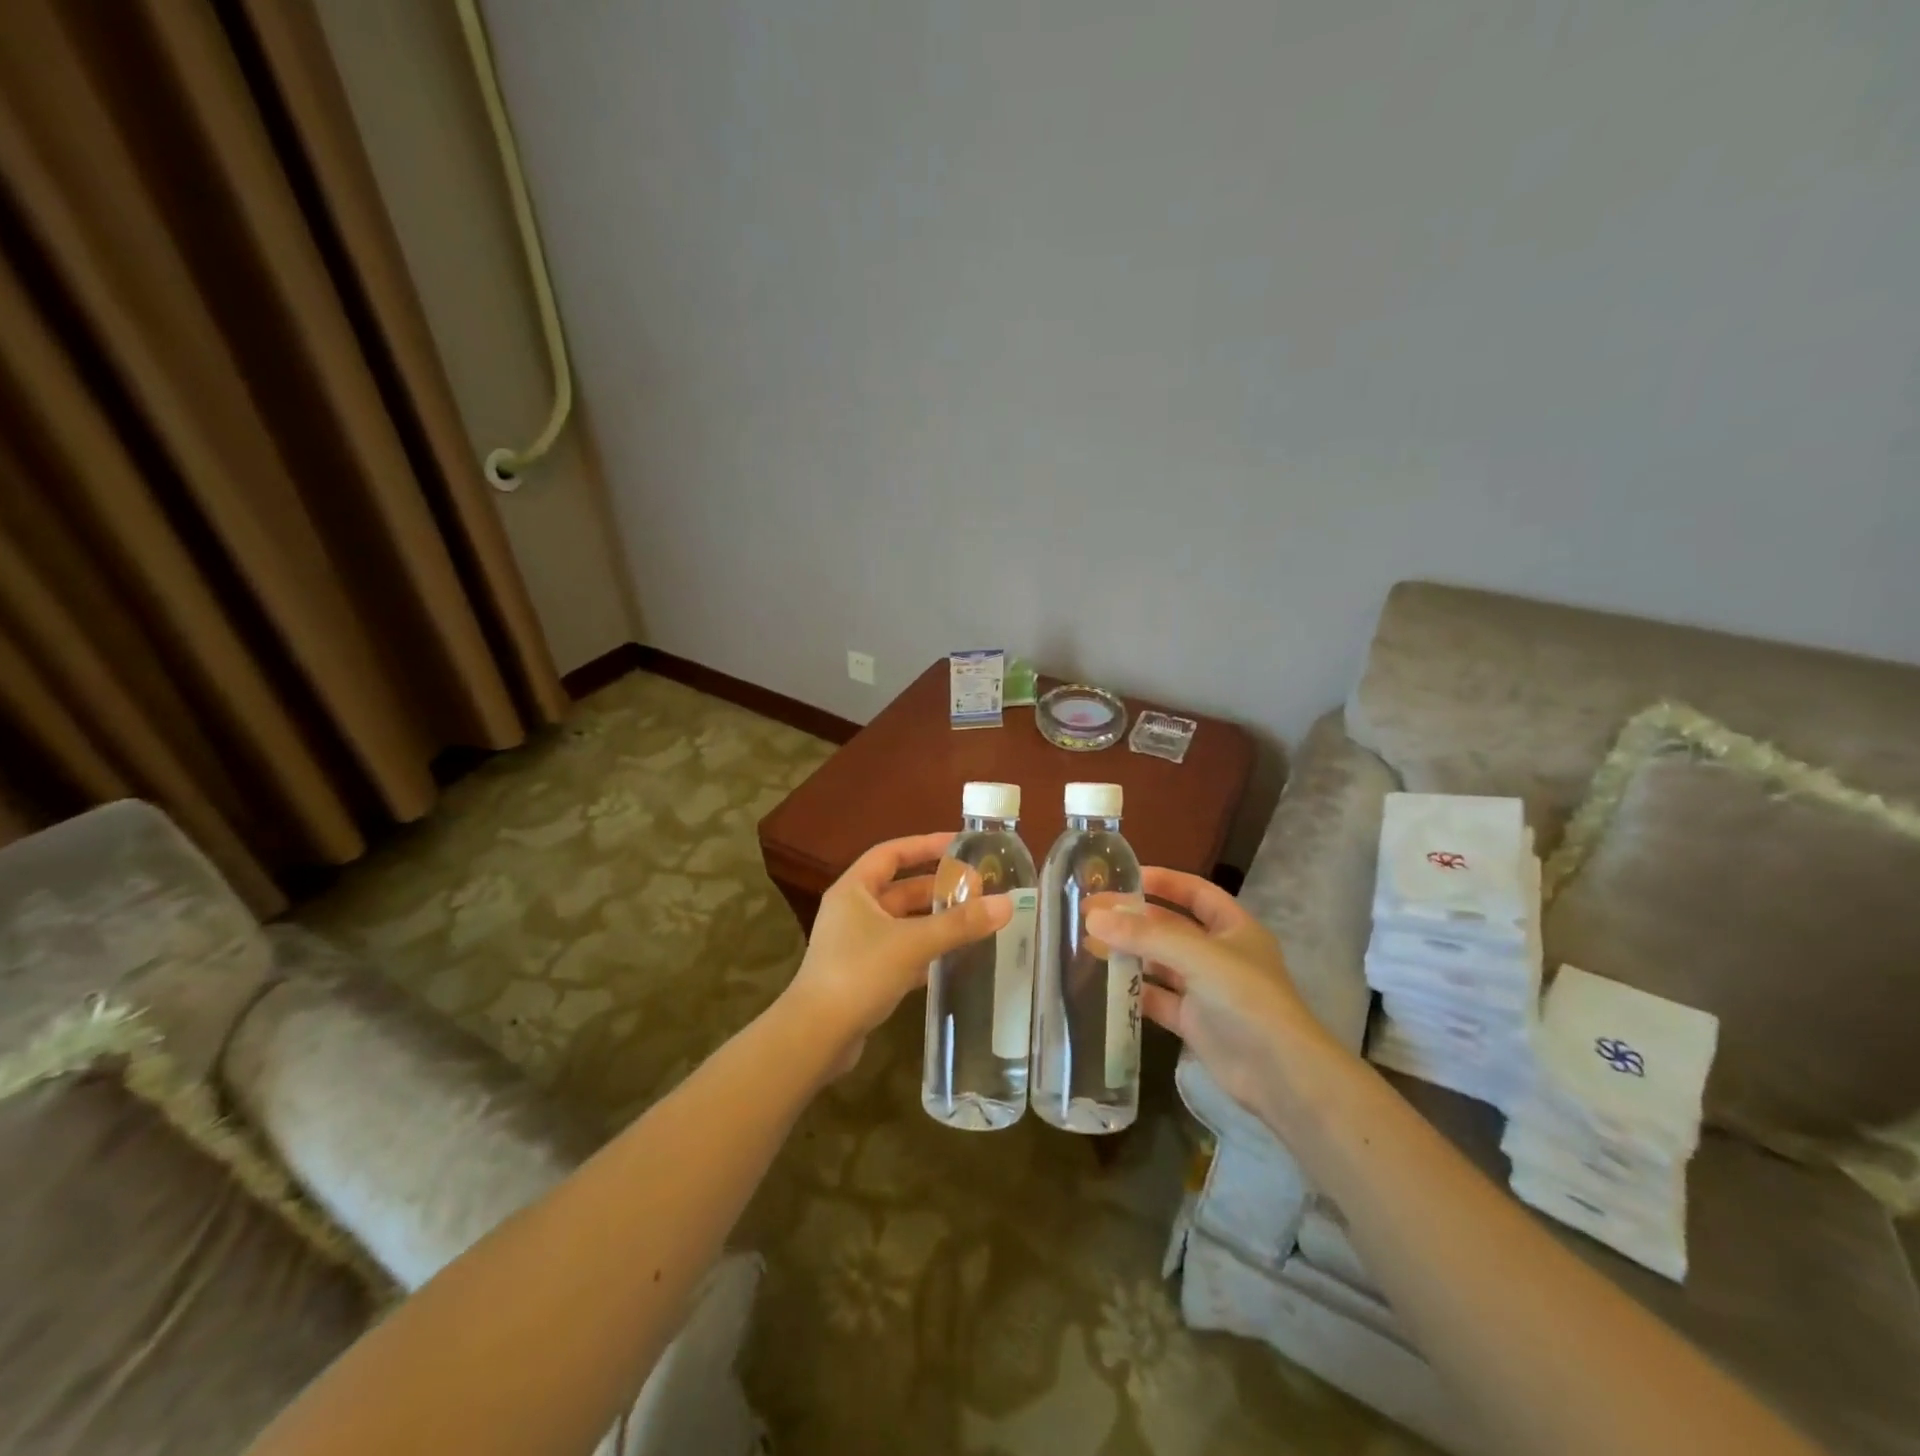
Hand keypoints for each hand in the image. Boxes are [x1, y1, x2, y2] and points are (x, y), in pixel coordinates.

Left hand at [783, 832, 1013, 1074]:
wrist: (815, 1037)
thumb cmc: (858, 974)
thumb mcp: (913, 943)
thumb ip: (959, 924)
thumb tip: (1006, 904)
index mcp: (854, 890)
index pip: (892, 853)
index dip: (925, 845)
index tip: (959, 844)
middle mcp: (852, 911)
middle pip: (900, 889)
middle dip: (937, 888)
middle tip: (977, 889)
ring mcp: (856, 944)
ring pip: (902, 923)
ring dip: (934, 921)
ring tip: (973, 920)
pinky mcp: (862, 974)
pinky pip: (900, 952)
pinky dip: (925, 951)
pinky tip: (953, 958)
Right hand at [1086, 868, 1336, 1128]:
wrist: (1279, 1074)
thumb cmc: (1246, 998)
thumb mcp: (1197, 956)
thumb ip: (1145, 935)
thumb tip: (1093, 916)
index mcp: (1233, 927)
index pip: (1195, 892)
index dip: (1163, 881)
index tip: (1124, 876)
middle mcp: (1219, 954)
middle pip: (1171, 927)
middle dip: (1134, 918)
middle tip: (1091, 912)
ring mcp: (1206, 989)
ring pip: (1160, 963)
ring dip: (1129, 953)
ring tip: (1089, 943)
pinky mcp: (1193, 1022)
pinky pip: (1157, 999)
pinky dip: (1133, 991)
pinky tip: (1104, 984)